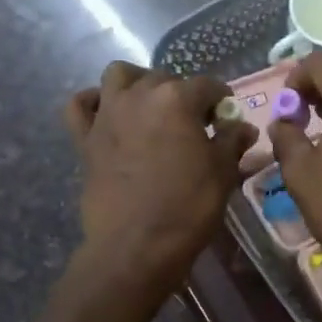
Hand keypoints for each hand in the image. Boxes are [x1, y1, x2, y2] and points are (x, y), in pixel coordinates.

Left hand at [64, 63, 255, 291]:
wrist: (136, 246)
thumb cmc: (187, 206)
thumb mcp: (223, 173)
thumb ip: (232, 141)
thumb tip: (242, 126)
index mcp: (177, 98)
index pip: (208, 86)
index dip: (222, 101)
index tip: (226, 120)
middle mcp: (140, 95)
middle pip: (165, 79)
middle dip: (182, 94)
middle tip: (193, 124)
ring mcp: (108, 114)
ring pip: (119, 76)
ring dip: (137, 83)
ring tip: (151, 108)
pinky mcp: (84, 138)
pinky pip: (80, 105)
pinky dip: (92, 103)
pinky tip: (107, 114)